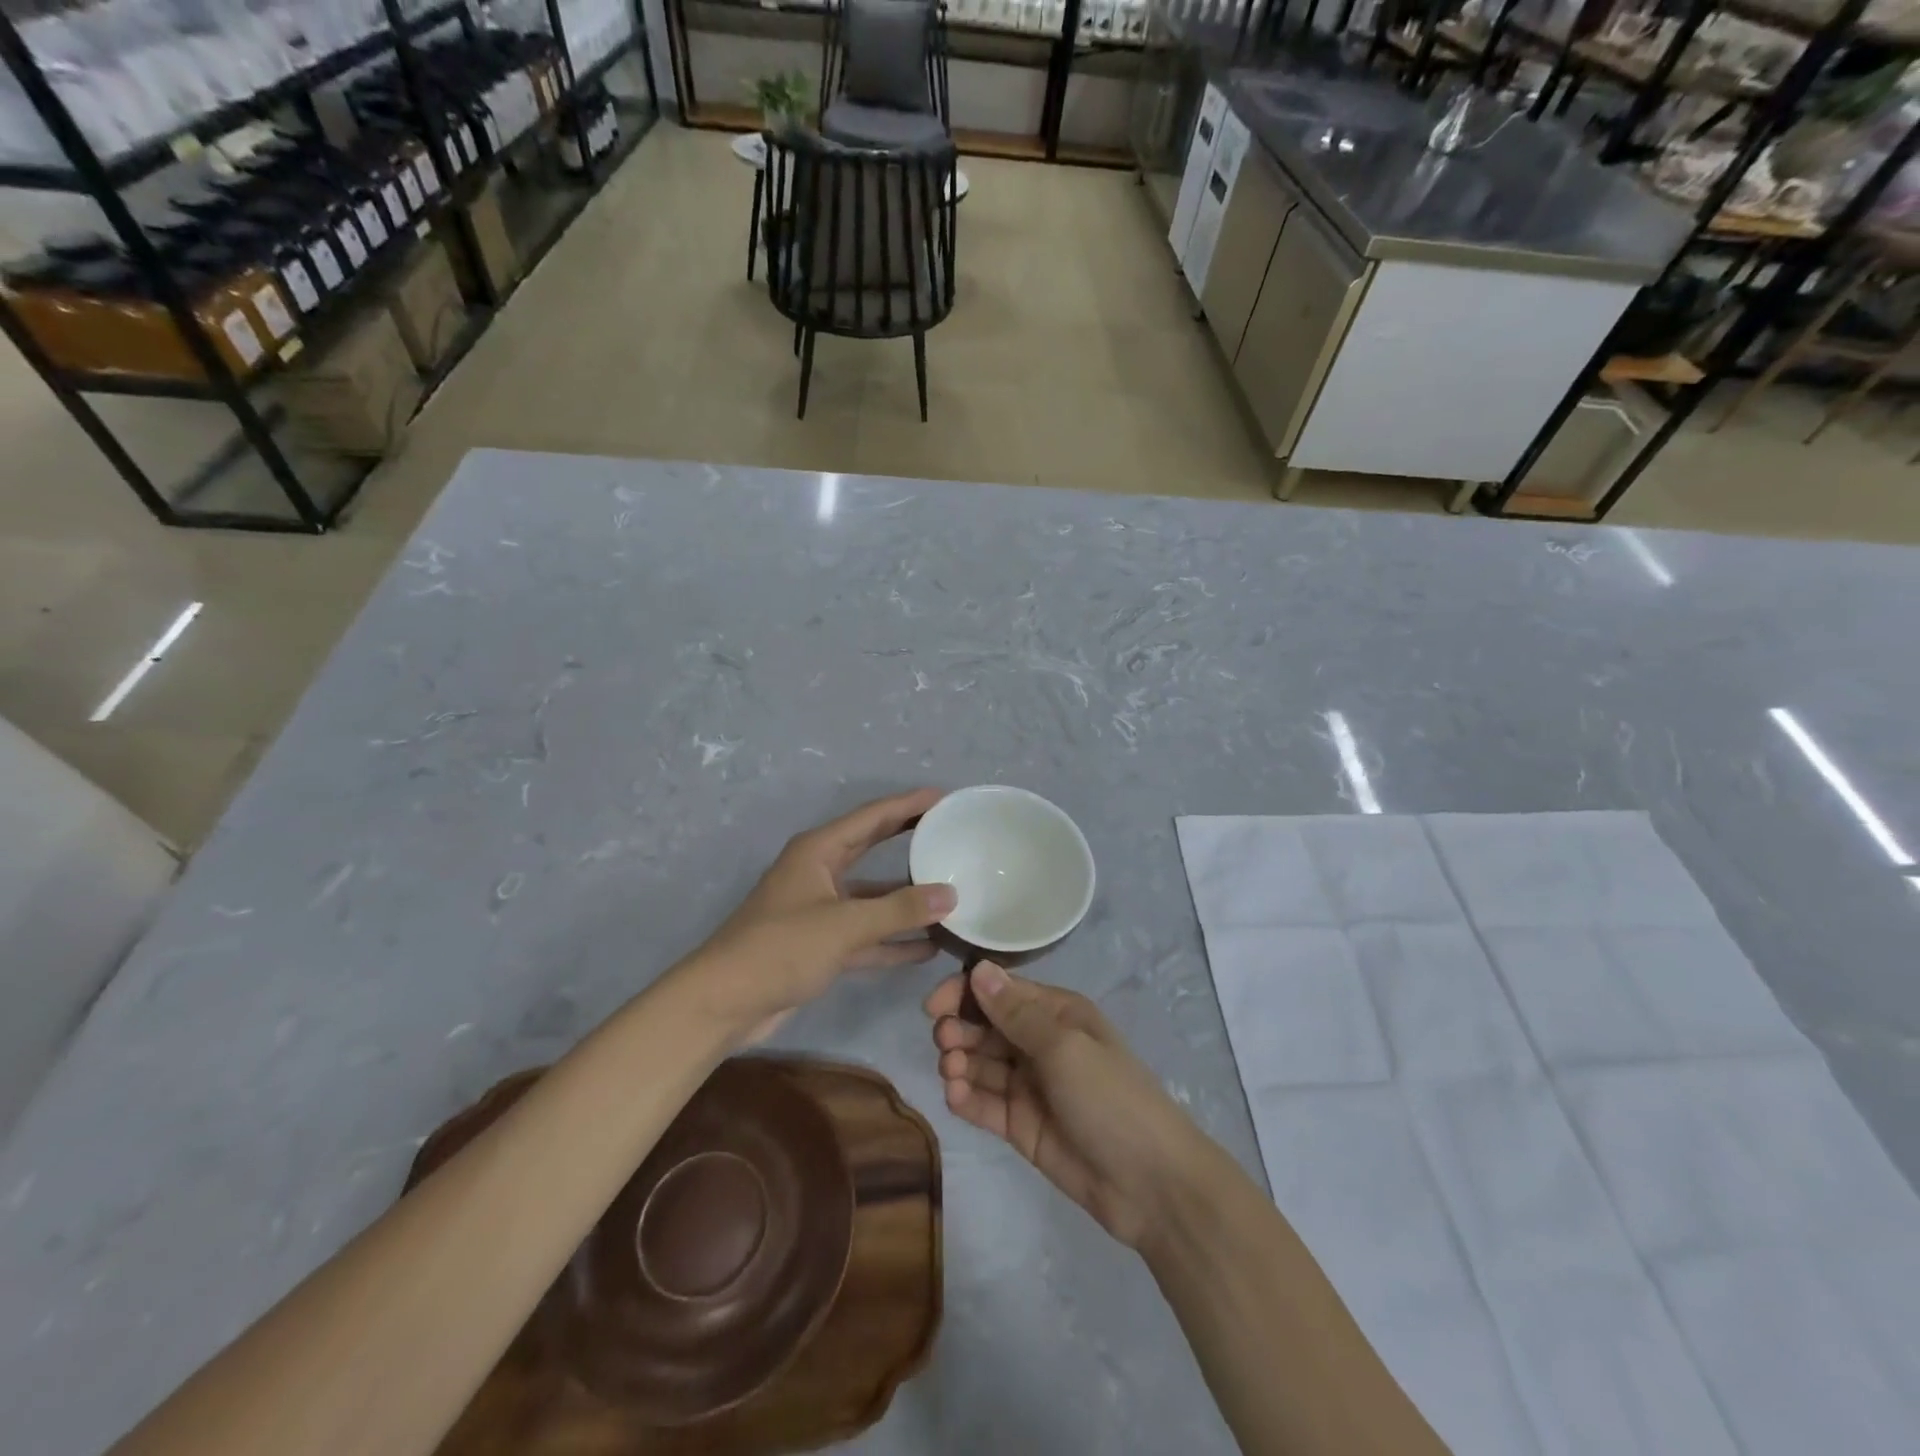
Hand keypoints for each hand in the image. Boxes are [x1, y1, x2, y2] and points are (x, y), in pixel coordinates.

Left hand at [675, 788, 956, 1044]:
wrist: (724, 1003)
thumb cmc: (780, 948)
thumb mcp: (844, 925)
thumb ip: (899, 910)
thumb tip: (950, 895)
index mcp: (818, 851)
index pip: (872, 817)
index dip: (908, 804)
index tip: (944, 796)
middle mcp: (820, 872)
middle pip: (872, 847)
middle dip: (908, 838)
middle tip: (949, 830)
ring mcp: (820, 910)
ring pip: (872, 896)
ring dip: (906, 897)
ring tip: (950, 891)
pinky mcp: (821, 945)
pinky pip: (866, 934)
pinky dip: (893, 939)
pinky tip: (928, 946)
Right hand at [926, 962, 1201, 1249]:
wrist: (1150, 1184)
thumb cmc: (1110, 1098)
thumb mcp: (1064, 1048)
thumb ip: (1016, 1013)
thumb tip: (979, 969)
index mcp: (1057, 1014)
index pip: (1001, 992)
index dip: (964, 994)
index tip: (933, 1007)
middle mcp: (1040, 1043)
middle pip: (986, 1026)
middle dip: (959, 1029)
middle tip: (944, 1043)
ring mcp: (1030, 1086)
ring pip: (981, 1064)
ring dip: (959, 1062)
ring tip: (951, 1072)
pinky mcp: (1021, 1125)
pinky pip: (985, 1103)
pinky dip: (966, 1098)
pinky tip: (956, 1097)